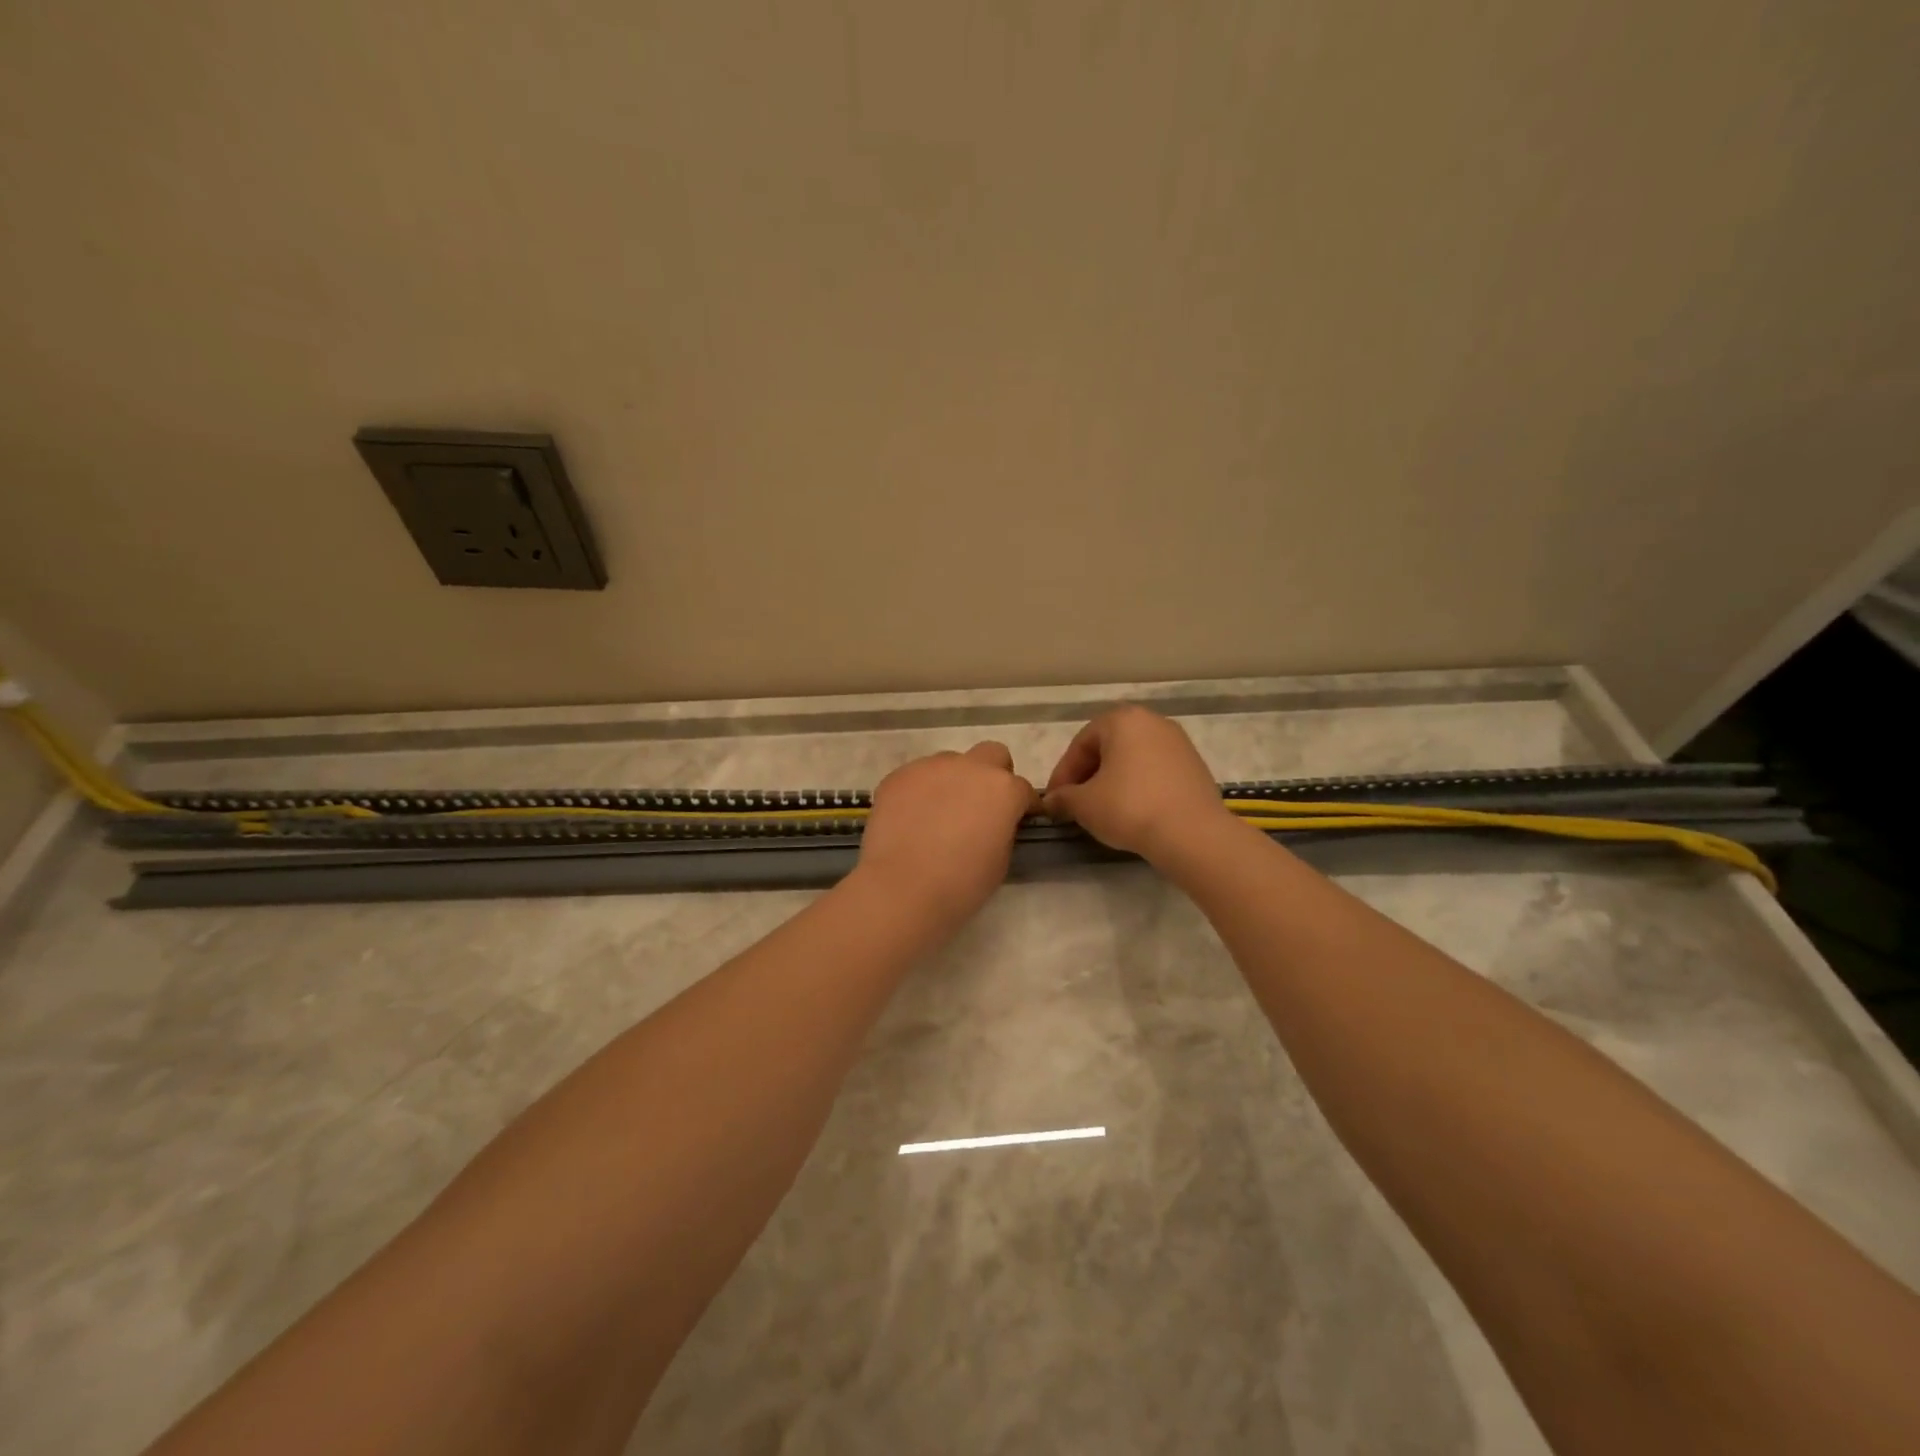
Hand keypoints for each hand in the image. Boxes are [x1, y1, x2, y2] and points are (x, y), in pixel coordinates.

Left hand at [853, 742, 1036, 926]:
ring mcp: (930, 767)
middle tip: (982, 807)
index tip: (1019, 822)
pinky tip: (912, 819)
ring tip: (939, 815)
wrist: (902, 888)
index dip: (1024, 807)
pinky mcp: (898, 776)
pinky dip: (921, 791)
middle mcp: (970, 767)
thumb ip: (1003, 829)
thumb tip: (995, 822)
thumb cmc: (961, 884)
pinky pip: (917, 776)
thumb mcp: (1001, 860)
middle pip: (992, 755)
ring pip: (951, 763)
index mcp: (1003, 790)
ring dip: (953, 781)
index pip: (1024, 790)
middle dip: (993, 775)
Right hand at [1042, 706, 1233, 862]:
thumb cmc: (1130, 808)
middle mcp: (1152, 721)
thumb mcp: (1084, 804)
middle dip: (1088, 775)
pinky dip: (1138, 787)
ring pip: (1132, 759)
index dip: (1063, 773)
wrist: (1193, 834)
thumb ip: (1063, 798)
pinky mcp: (1195, 766)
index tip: (1055, 800)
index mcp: (1122, 720)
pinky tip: (1133, 811)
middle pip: (1108, 747)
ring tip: (1103, 809)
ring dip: (1113, 781)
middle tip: (1076, 804)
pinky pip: (1155, 772)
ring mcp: (1178, 743)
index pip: (1081, 744)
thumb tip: (1052, 801)